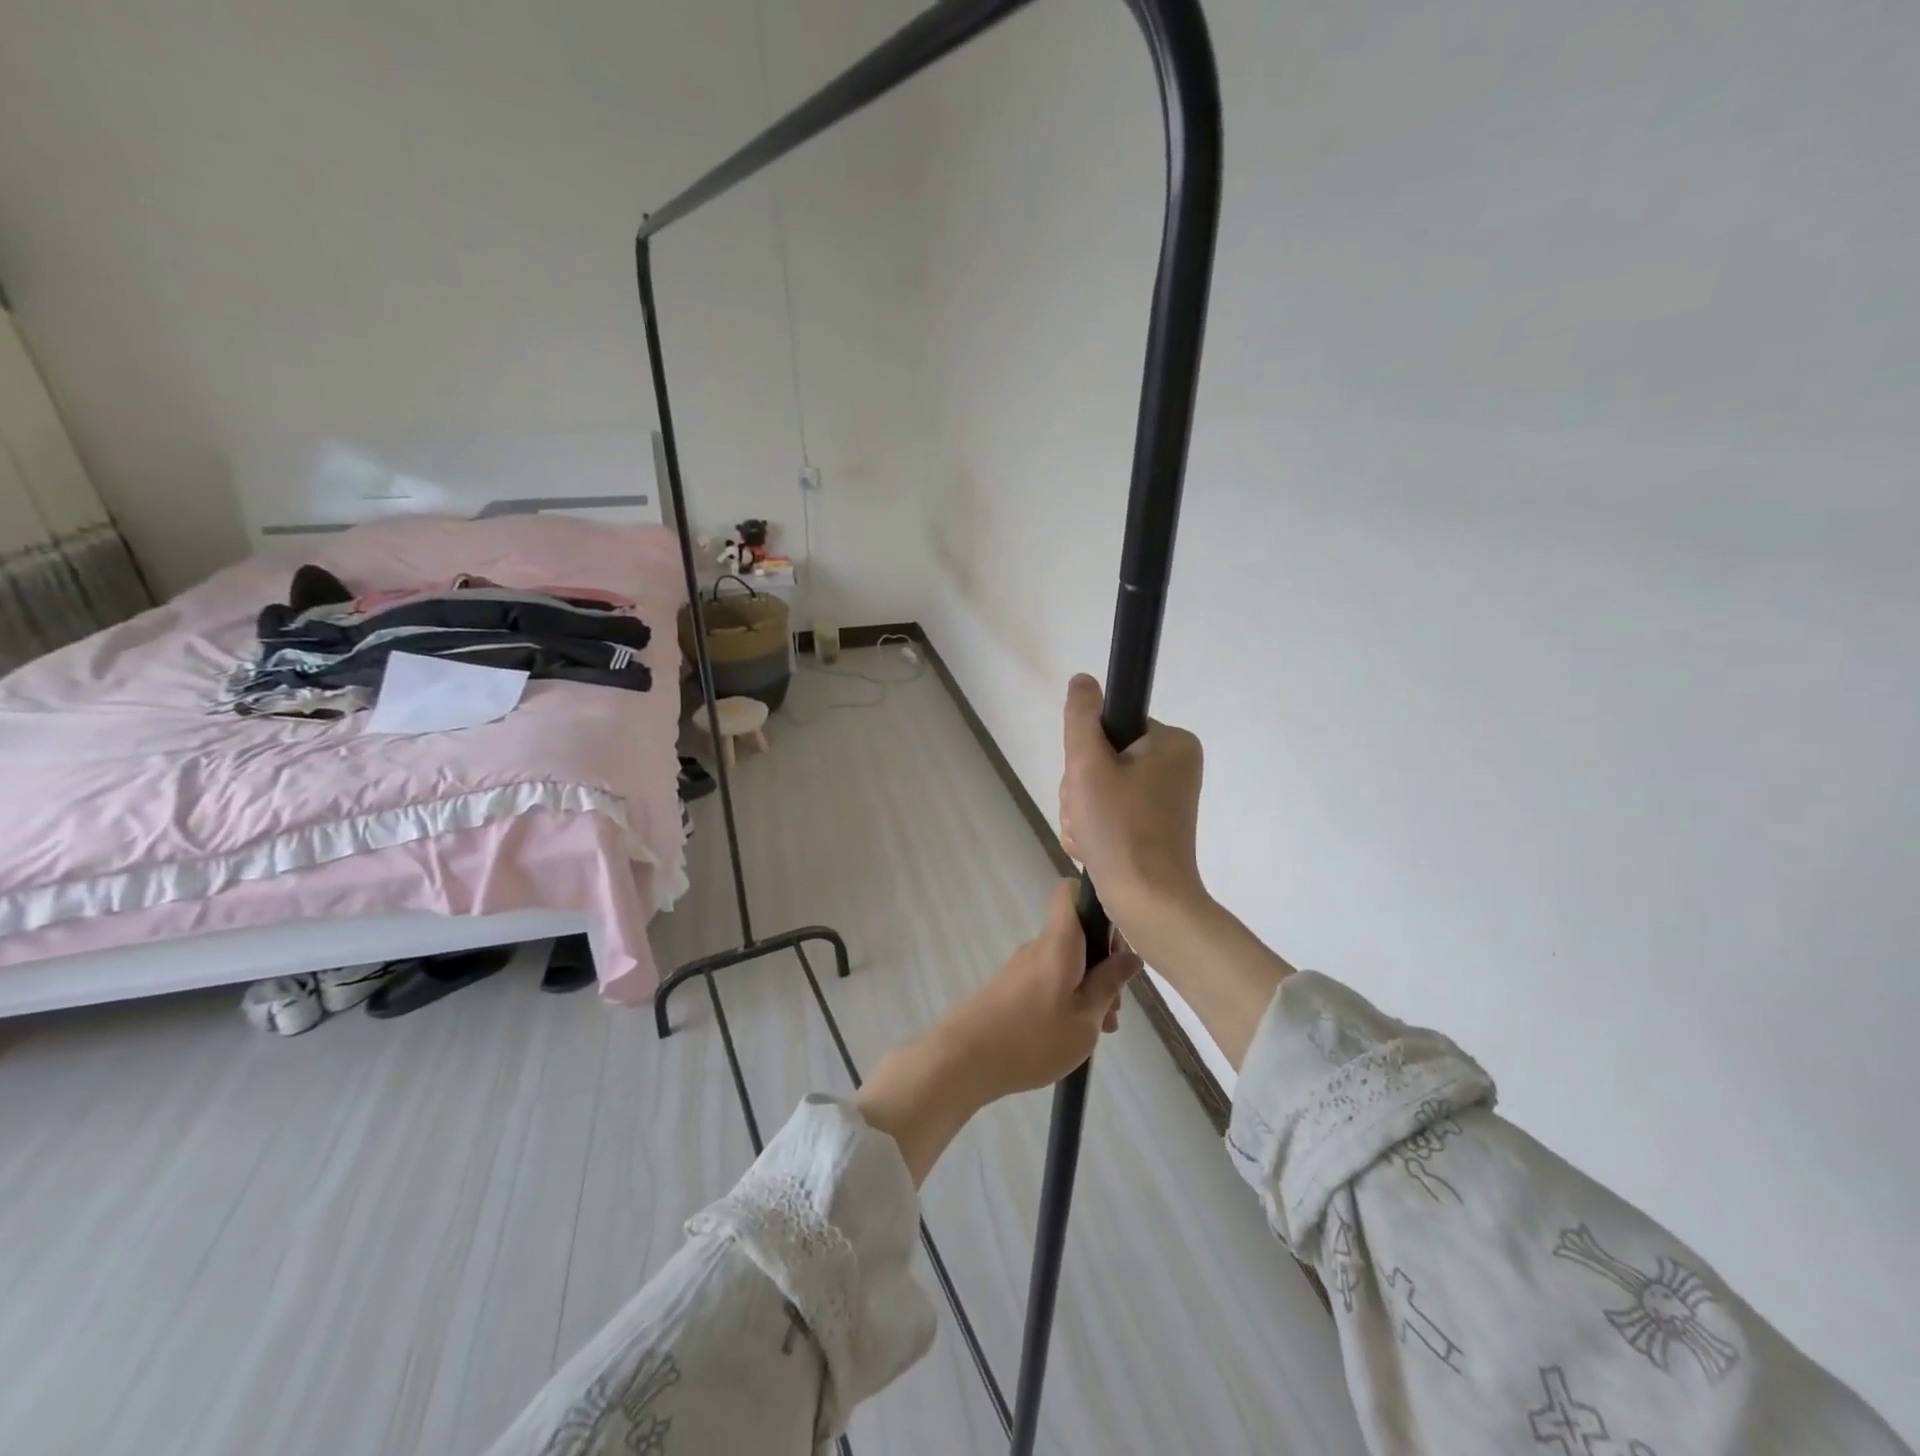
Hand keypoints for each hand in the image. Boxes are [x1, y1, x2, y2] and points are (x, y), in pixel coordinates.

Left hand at [939, 879, 1139, 1100]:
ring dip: (1089, 986)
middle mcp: (1039, 945)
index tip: (1118, 934)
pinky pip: (1050, 978)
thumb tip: (1130, 956)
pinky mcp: (1011, 987)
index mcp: (1059, 941)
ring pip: (1067, 961)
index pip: (1071, 892)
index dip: (1097, 899)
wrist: (964, 1059)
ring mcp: (1023, 966)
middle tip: (1116, 1006)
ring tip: (1101, 1030)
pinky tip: (1074, 1033)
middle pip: (1078, 933)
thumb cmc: (1033, 1038)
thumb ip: (1109, 984)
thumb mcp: (1085, 1018)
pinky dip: (1068, 997)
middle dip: (1104, 961)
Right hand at [1059, 674, 1209, 958]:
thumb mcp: (1089, 765)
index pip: (1109, 727)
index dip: (1085, 753)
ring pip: (1099, 789)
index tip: (1087, 783)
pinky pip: (1110, 813)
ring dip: (1083, 813)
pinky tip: (1094, 849)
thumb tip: (1083, 680)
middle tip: (1089, 816)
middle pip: (1102, 759)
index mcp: (1173, 743)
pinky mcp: (1153, 826)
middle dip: (1081, 790)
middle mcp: (1175, 766)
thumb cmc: (1121, 830)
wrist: (1148, 903)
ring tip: (1091, 838)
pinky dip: (1095, 830)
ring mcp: (1164, 799)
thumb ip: (1081, 718)